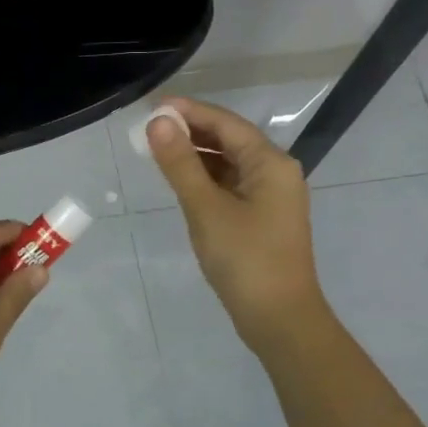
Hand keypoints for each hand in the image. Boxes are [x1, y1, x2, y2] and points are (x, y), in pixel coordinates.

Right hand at [147, 96, 329, 351]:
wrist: (279, 319)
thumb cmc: (245, 260)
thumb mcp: (206, 208)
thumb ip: (181, 163)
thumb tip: (158, 121)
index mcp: (271, 163)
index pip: (226, 123)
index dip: (189, 111)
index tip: (152, 106)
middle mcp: (275, 172)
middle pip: (229, 139)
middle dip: (190, 131)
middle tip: (148, 128)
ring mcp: (270, 196)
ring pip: (228, 163)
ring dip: (195, 155)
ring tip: (156, 150)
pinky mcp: (261, 217)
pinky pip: (230, 185)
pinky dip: (205, 178)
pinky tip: (180, 180)